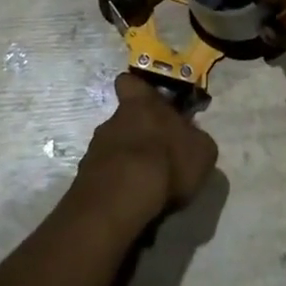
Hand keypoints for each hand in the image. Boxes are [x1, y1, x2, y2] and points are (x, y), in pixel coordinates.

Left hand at [75, 74, 218, 228]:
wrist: (122, 198)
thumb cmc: (167, 161)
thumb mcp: (201, 150)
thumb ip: (197, 139)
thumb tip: (192, 139)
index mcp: (141, 103)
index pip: (130, 82)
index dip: (137, 90)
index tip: (148, 102)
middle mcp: (113, 119)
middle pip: (123, 119)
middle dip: (137, 135)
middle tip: (156, 157)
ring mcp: (95, 149)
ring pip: (113, 149)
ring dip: (126, 162)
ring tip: (145, 187)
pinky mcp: (84, 179)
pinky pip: (104, 177)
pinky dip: (116, 187)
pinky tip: (130, 203)